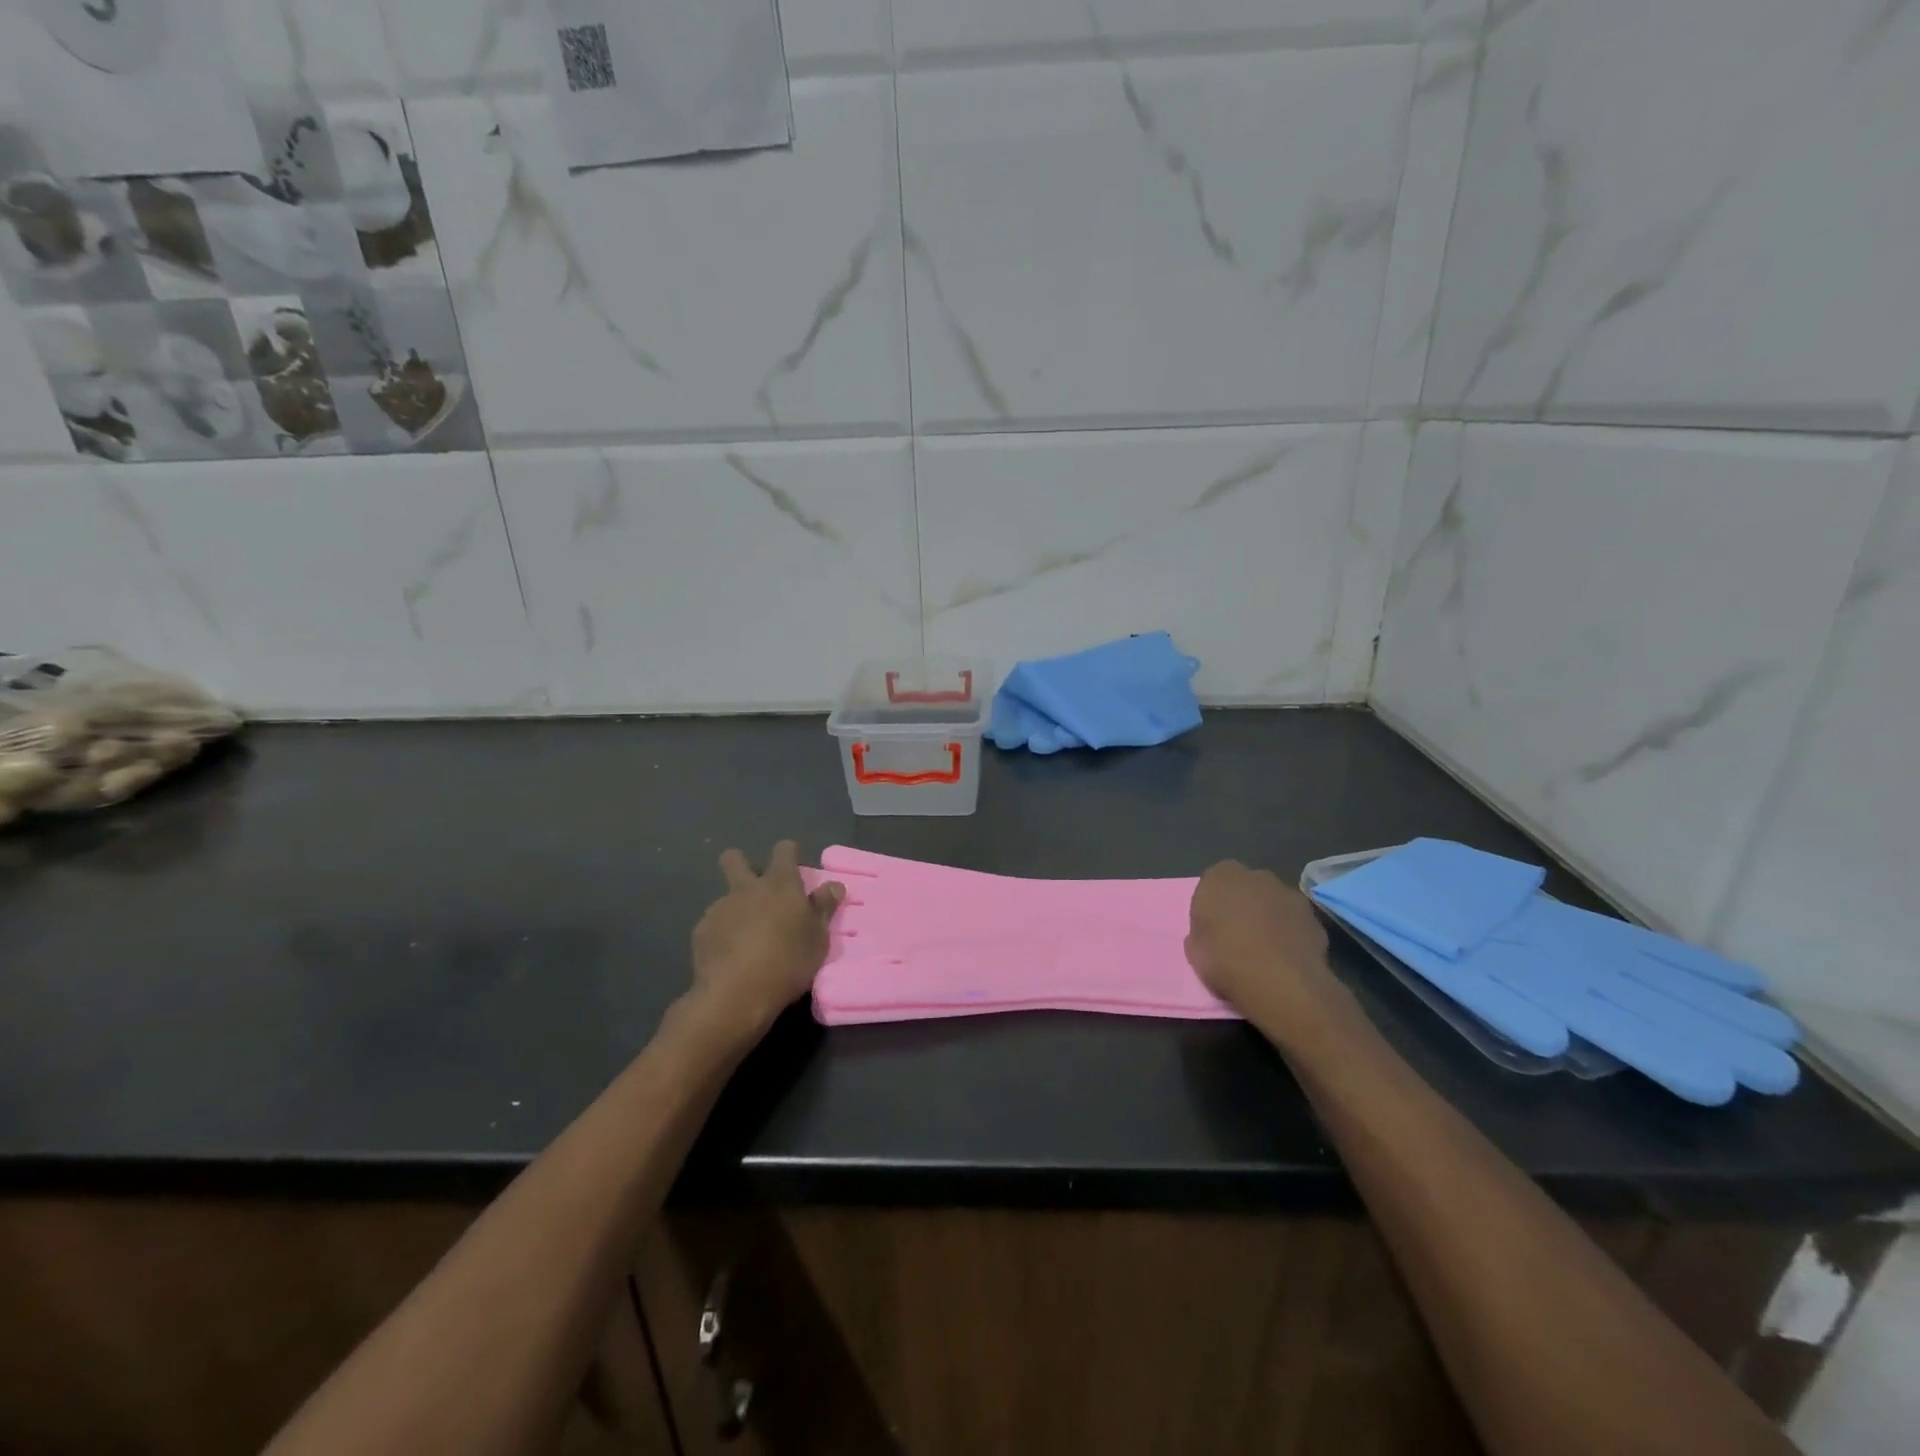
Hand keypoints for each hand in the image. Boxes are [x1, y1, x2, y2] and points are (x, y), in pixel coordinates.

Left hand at [688, 840, 843, 1039]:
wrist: (735, 994)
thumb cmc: (788, 962)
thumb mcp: (818, 938)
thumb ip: (824, 908)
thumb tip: (834, 885)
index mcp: (780, 884)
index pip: (784, 850)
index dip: (789, 854)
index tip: (794, 869)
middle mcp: (747, 888)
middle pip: (734, 859)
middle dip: (741, 864)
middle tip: (756, 888)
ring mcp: (720, 908)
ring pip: (725, 896)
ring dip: (735, 908)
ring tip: (746, 938)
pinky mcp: (701, 931)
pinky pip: (713, 924)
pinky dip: (721, 934)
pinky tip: (729, 956)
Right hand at [1185, 861, 1341, 1021]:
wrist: (1280, 983)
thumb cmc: (1225, 960)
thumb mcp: (1194, 948)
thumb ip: (1202, 931)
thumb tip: (1212, 934)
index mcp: (1220, 877)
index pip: (1213, 882)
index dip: (1212, 905)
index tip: (1212, 929)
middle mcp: (1257, 876)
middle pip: (1247, 888)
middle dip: (1244, 906)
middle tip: (1238, 937)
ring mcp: (1290, 895)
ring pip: (1274, 904)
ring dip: (1270, 919)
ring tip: (1265, 952)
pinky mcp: (1315, 918)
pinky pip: (1295, 923)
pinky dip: (1291, 935)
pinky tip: (1286, 960)